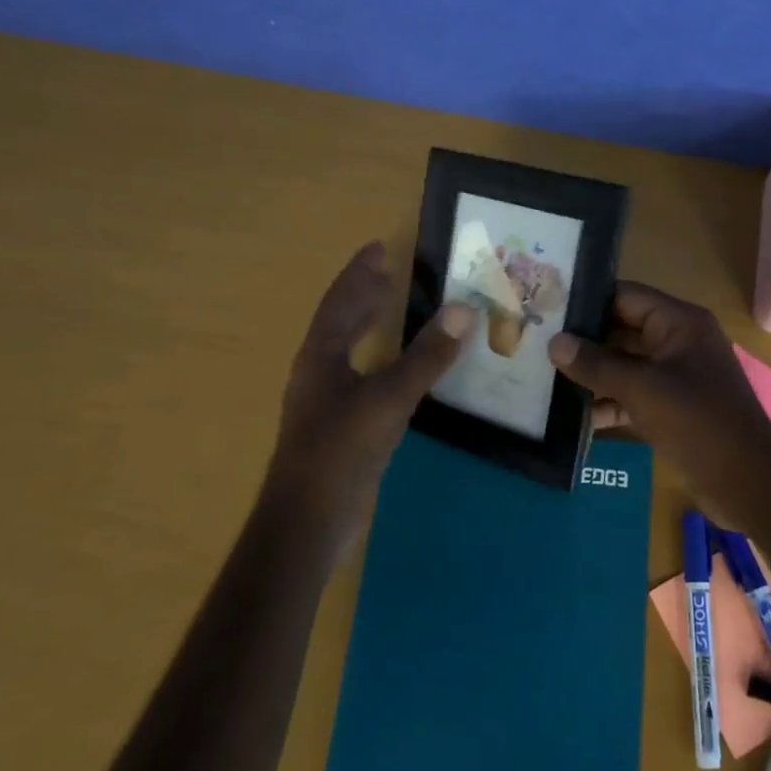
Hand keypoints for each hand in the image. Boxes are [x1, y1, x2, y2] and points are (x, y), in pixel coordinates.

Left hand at [265, 242, 474, 557]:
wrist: (308, 522)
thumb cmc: (341, 451)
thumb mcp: (389, 399)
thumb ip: (427, 357)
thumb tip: (463, 310)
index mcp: (321, 356)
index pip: (340, 301)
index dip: (359, 274)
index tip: (378, 247)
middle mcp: (318, 372)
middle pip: (339, 321)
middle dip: (362, 294)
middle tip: (388, 270)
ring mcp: (325, 402)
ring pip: (347, 349)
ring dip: (367, 324)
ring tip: (390, 305)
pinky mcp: (338, 427)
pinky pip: (360, 376)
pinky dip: (378, 358)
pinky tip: (396, 368)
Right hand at [546, 282, 770, 519]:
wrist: (749, 484)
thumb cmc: (698, 422)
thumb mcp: (642, 389)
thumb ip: (596, 365)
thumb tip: (554, 343)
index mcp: (679, 322)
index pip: (625, 296)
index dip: (587, 300)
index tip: (546, 306)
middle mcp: (677, 341)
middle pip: (621, 330)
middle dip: (583, 341)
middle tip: (536, 344)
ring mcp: (675, 376)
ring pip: (625, 365)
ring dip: (591, 375)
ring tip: (544, 378)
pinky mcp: (672, 408)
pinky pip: (633, 395)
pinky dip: (608, 403)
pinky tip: (573, 417)